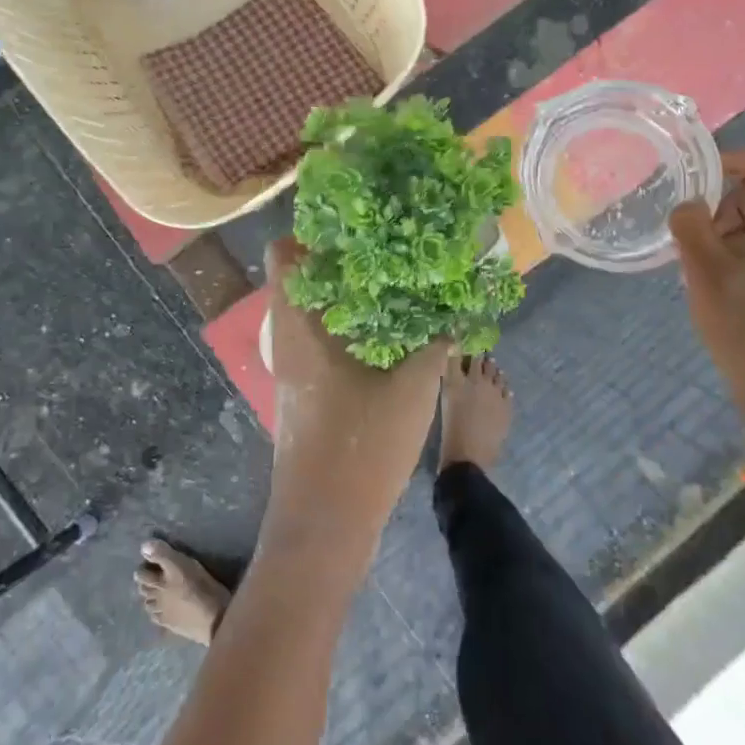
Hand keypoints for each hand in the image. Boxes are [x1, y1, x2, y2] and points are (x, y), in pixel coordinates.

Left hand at [258, 238, 445, 573]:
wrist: (326, 526)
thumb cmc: (360, 444)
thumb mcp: (413, 384)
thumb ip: (437, 338)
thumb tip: (460, 302)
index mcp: (299, 322)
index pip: (285, 252)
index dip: (315, 229)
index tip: (360, 218)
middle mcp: (290, 337)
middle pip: (306, 277)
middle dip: (346, 258)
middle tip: (393, 243)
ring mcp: (297, 367)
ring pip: (319, 311)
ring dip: (354, 294)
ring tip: (402, 280)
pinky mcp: (310, 390)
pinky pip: (327, 339)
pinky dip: (356, 326)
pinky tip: (397, 331)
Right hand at [670, 147, 744, 449]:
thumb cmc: (742, 323)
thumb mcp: (701, 269)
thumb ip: (689, 224)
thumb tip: (690, 206)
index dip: (734, 159)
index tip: (701, 183)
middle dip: (728, 206)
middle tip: (697, 241)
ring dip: (739, 232)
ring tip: (710, 269)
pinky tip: (735, 289)